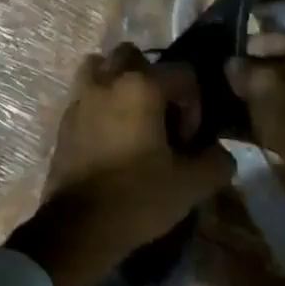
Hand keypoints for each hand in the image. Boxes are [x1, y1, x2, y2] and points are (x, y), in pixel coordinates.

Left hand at [9, 43, 235, 285]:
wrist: (77, 229)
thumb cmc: (136, 199)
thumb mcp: (190, 185)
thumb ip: (216, 162)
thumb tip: (220, 153)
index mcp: (141, 87)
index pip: (182, 73)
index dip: (193, 104)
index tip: (187, 139)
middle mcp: (108, 81)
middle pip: (134, 56)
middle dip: (153, 79)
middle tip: (161, 115)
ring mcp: (80, 97)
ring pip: (100, 66)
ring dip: (118, 81)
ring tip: (131, 115)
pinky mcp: (64, 119)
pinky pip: (85, 93)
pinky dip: (99, 102)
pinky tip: (111, 135)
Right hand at [226, 34, 284, 285]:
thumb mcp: (265, 86)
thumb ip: (243, 71)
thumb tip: (228, 65)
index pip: (267, 38)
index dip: (238, 50)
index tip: (205, 62)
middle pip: (268, 69)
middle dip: (237, 79)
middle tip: (200, 88)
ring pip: (267, 97)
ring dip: (240, 104)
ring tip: (203, 110)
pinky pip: (270, 121)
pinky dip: (248, 124)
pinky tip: (219, 130)